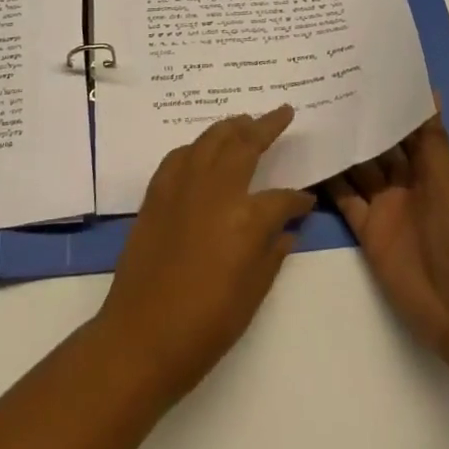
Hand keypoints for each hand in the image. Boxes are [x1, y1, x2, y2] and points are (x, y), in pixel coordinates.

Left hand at [94, 105, 315, 402]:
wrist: (142, 336)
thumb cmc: (206, 325)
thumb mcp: (252, 294)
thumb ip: (272, 254)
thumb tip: (287, 231)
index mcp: (246, 217)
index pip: (282, 198)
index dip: (297, 200)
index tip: (307, 201)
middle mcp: (215, 189)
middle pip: (244, 144)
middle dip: (266, 126)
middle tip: (281, 112)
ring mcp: (182, 186)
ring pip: (210, 140)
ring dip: (231, 127)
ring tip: (245, 120)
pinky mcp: (157, 192)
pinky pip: (180, 156)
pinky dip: (196, 147)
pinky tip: (202, 150)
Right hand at [327, 103, 448, 373]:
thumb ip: (433, 141)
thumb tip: (432, 91)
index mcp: (435, 169)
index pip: (409, 129)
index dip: (389, 105)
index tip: (361, 73)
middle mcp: (410, 184)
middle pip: (381, 148)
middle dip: (360, 123)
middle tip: (324, 87)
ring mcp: (388, 208)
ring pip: (359, 170)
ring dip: (341, 148)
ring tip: (309, 115)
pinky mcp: (369, 232)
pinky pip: (346, 201)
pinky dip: (329, 183)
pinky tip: (309, 158)